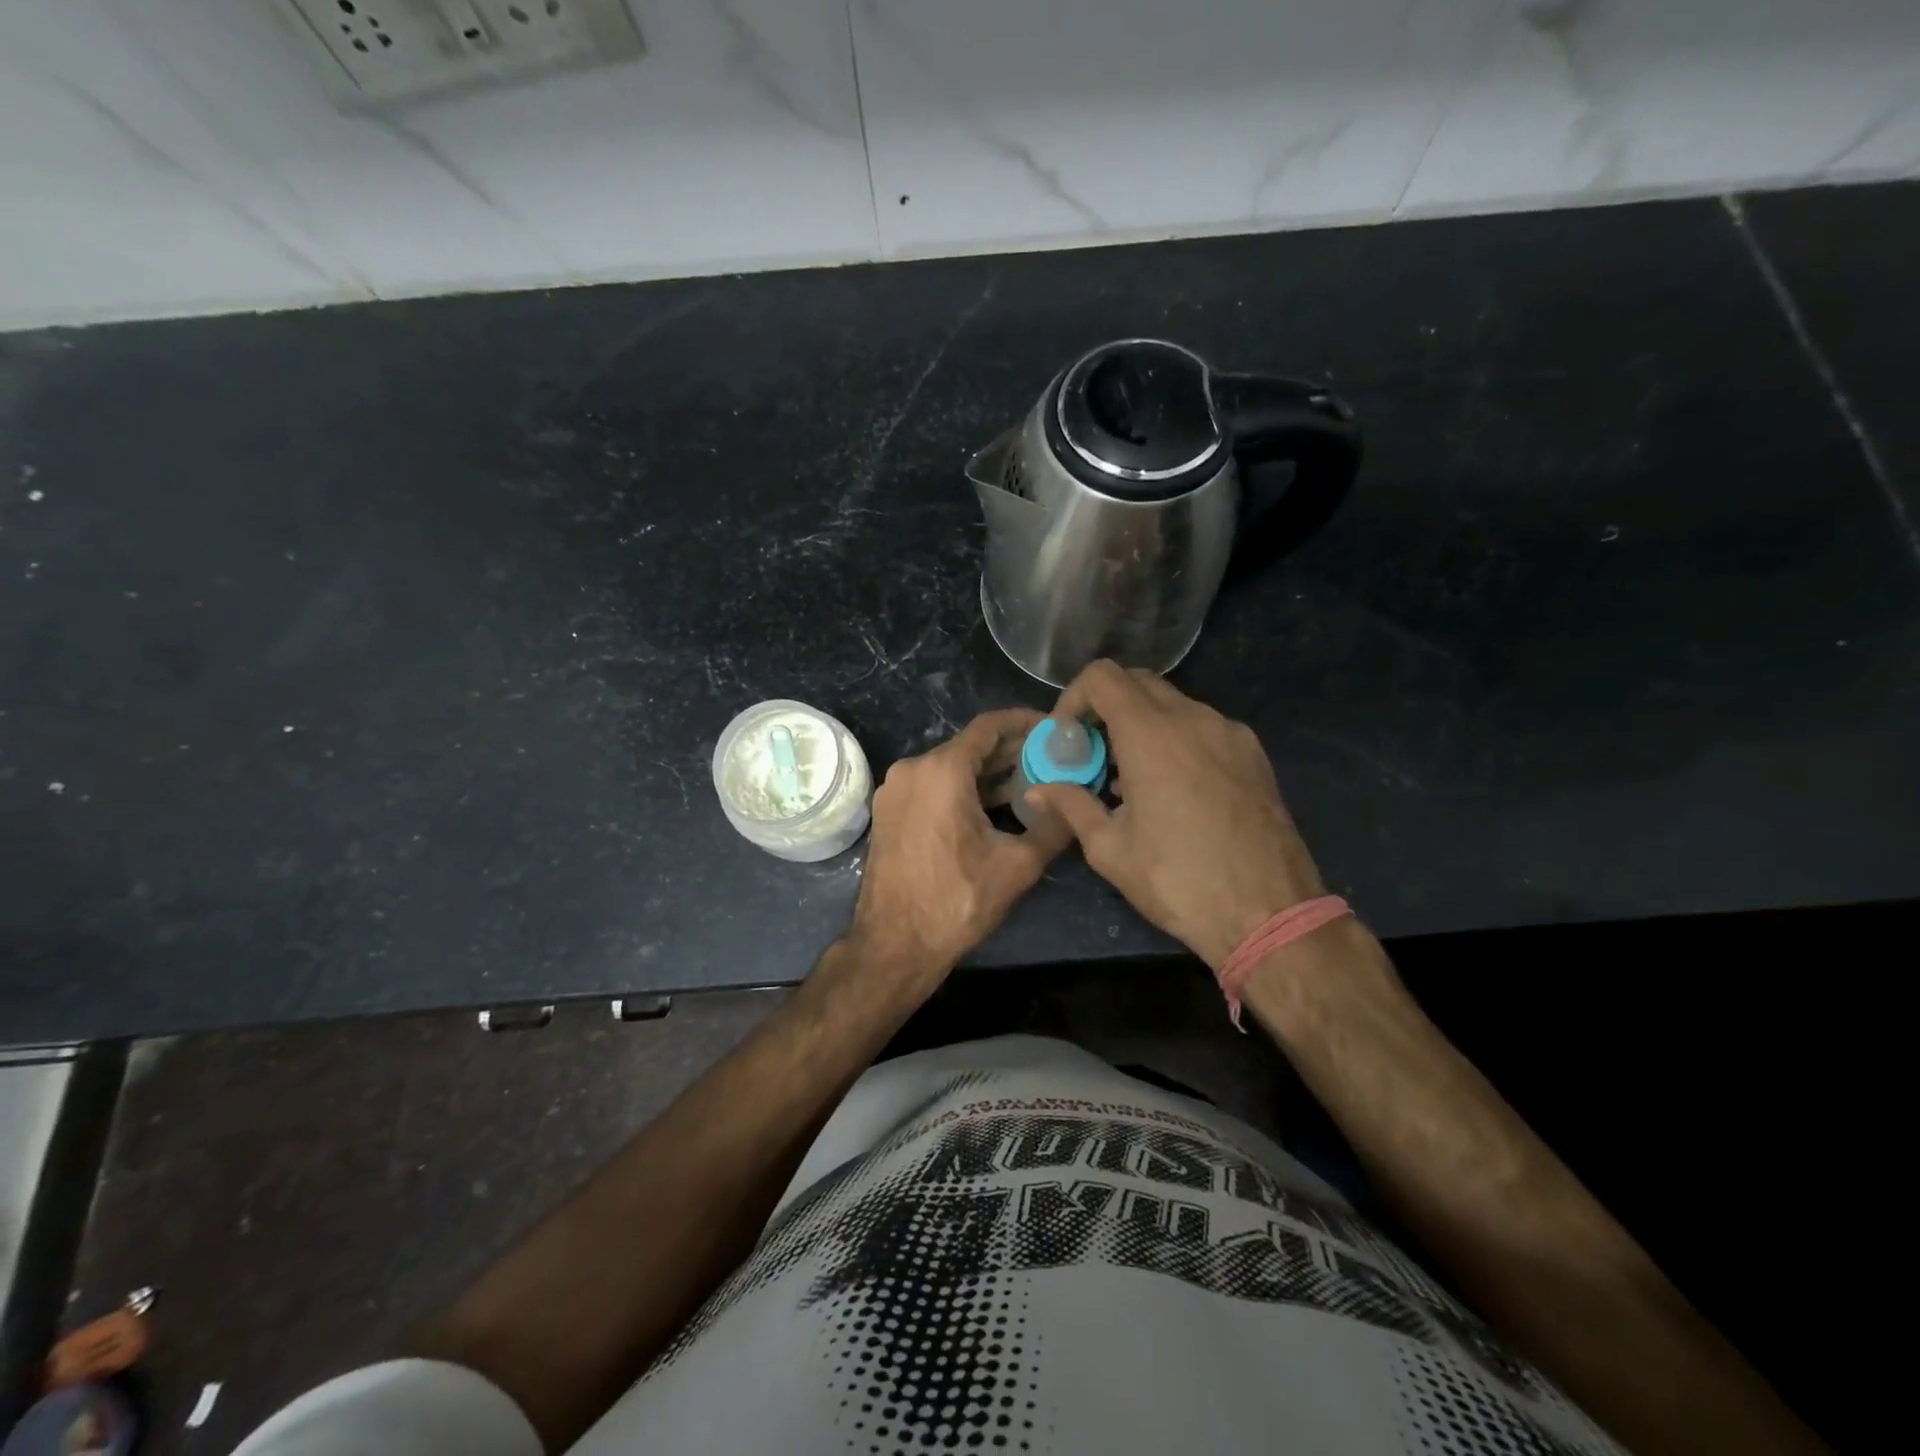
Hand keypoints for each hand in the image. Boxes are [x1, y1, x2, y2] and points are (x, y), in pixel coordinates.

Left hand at [847, 708, 1073, 980]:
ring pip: (949, 767)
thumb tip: (1077, 803)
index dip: (1024, 722)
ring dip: (986, 773)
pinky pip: (931, 786)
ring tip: (1028, 783)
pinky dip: (961, 789)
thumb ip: (1053, 826)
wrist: (894, 945)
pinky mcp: (888, 811)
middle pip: (969, 746)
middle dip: (1010, 751)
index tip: (1053, 727)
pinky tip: (991, 806)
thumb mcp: (1016, 865)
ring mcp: (894, 790)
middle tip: (1049, 759)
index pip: (989, 726)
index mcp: (941, 770)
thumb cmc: (956, 902)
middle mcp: (912, 769)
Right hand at [1027, 661, 1324, 968]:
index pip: (1103, 677)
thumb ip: (1072, 806)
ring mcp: (1230, 732)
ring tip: (1130, 776)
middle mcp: (1193, 719)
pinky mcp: (1254, 753)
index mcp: (1151, 735)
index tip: (1067, 736)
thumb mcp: (1111, 850)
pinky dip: (1176, 739)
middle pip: (1138, 682)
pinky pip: (1203, 727)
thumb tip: (1037, 791)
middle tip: (1093, 751)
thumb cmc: (1179, 881)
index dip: (1074, 697)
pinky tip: (1173, 787)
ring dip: (1142, 724)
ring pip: (1174, 704)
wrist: (1271, 914)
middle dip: (1106, 707)